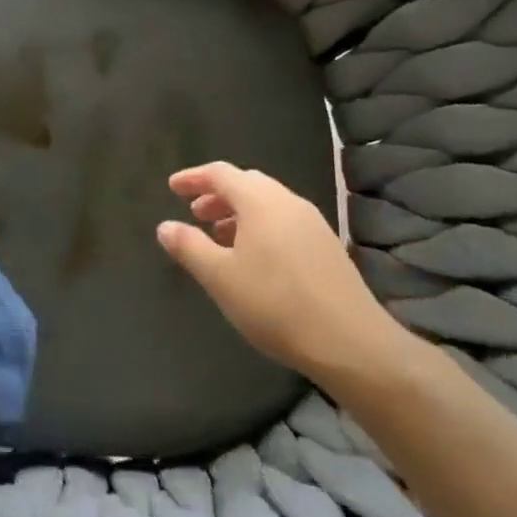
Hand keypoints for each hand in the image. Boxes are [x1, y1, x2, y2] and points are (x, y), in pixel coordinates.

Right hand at [157, 162, 408, 385]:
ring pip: (267, 204)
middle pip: (247, 184)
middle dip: (217, 195)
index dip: (193, 178)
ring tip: (218, 238)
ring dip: (238, 213)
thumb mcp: (220, 277)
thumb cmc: (275, 304)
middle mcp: (288, 202)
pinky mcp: (327, 247)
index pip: (220, 173)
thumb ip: (188, 247)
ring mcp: (313, 224)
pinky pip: (284, 222)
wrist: (351, 343)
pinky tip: (252, 258)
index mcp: (260, 201)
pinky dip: (260, 227)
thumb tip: (165, 226)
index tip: (172, 188)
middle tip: (194, 213)